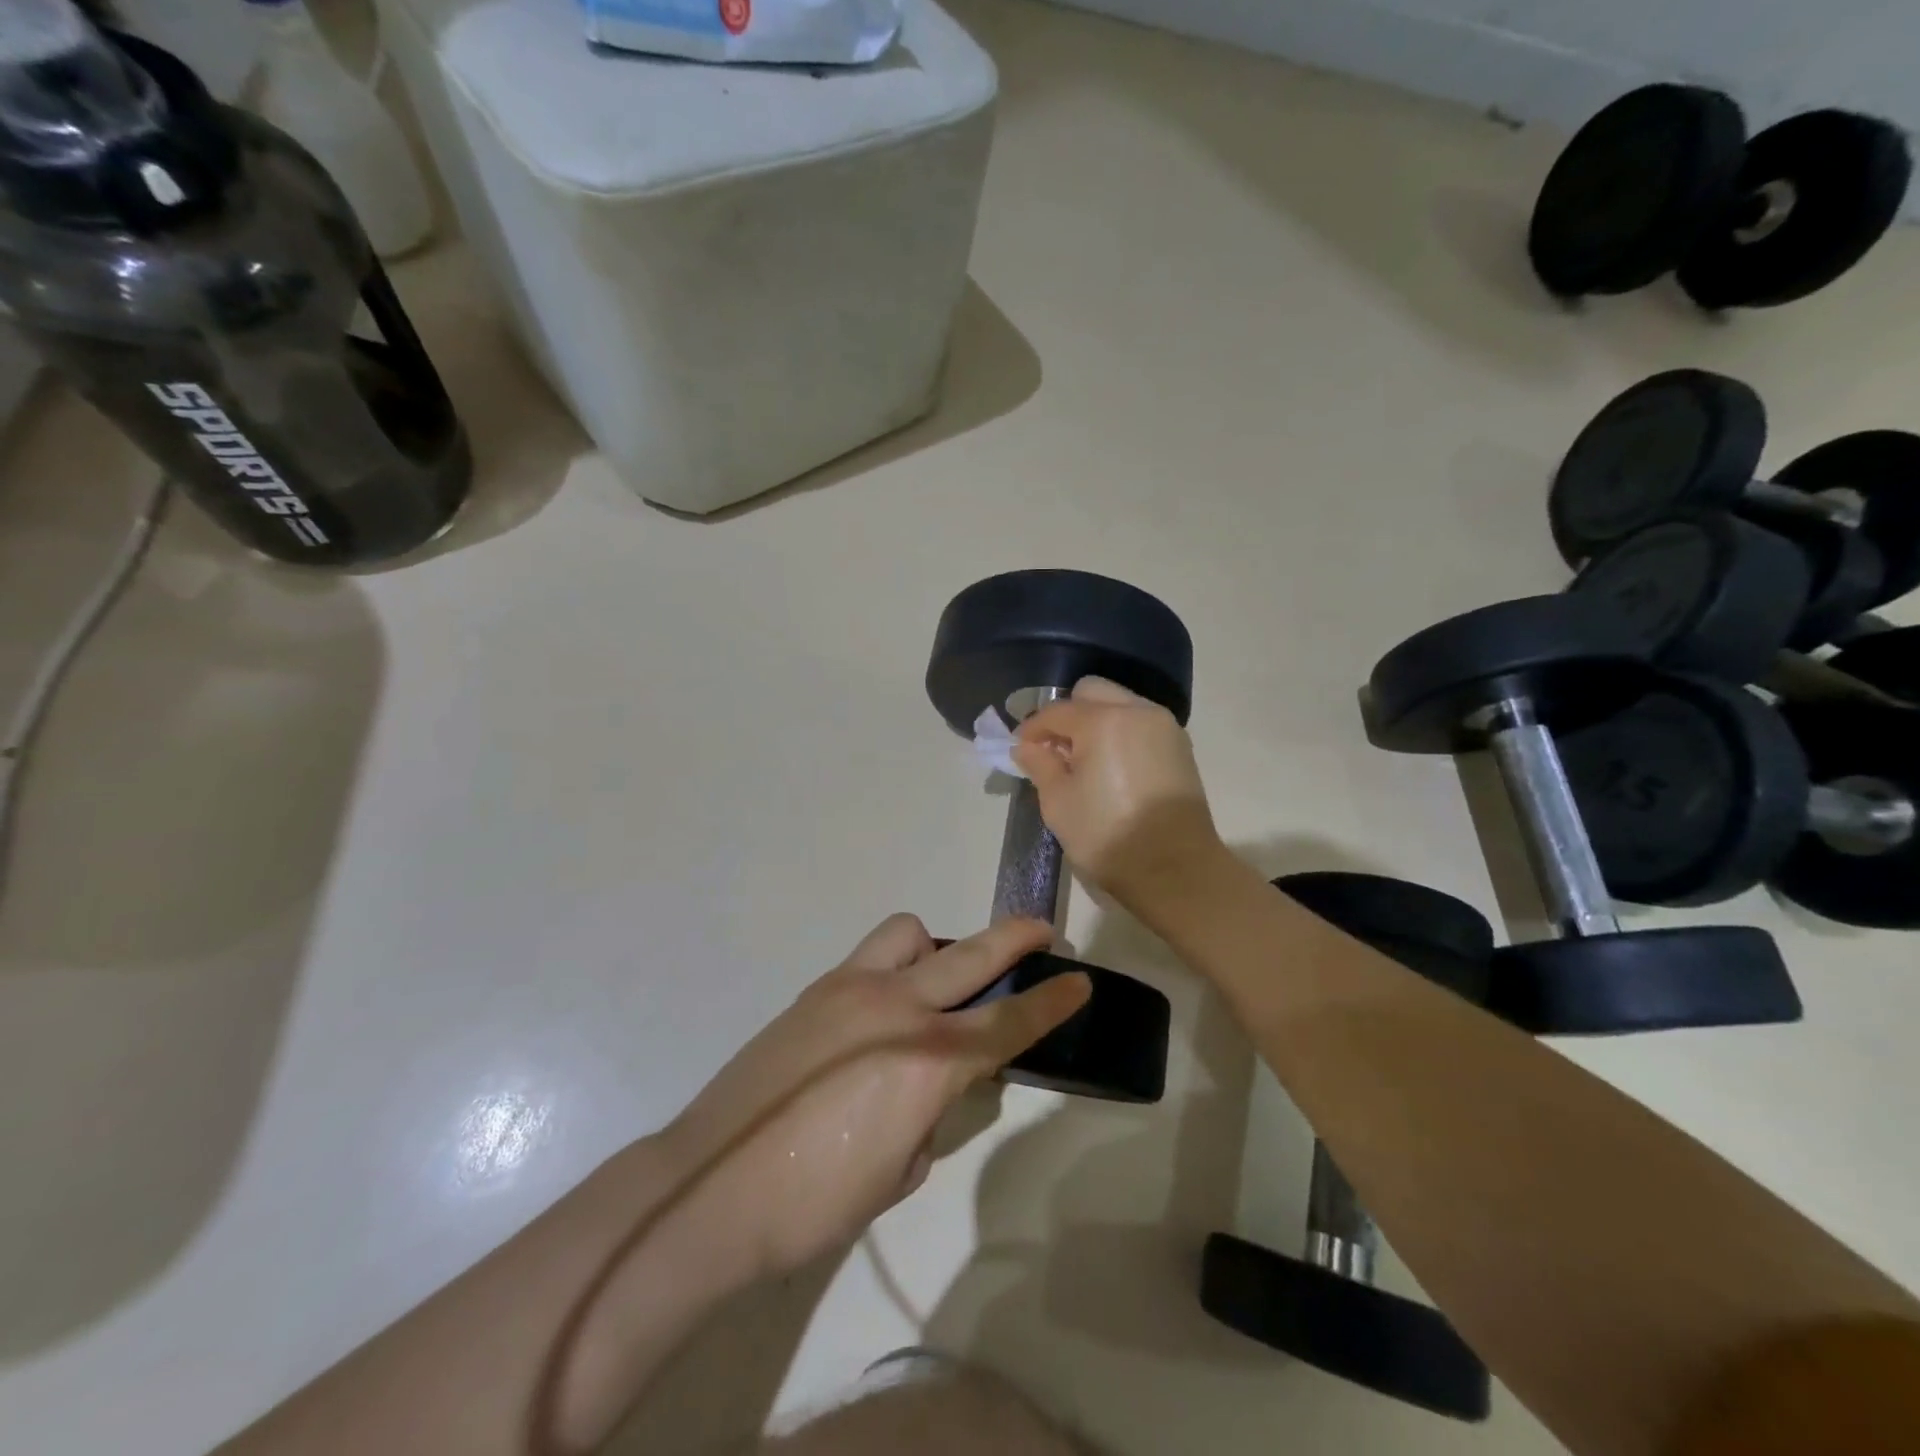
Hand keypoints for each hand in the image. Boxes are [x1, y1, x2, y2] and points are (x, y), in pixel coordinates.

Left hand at [659, 916, 1089, 1280]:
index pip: (1007, 1024)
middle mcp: (895, 1008)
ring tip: (937, 981)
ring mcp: (850, 989)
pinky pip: (871, 956)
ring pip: (911, 933)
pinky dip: (894, 965)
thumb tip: (933, 1090)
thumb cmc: (813, 1204)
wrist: (709, 1188)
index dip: (1051, 1001)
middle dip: (1014, 938)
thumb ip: (931, 1116)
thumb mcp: (898, 1173)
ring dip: (937, 946)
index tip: (1079, 979)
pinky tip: (881, 1009)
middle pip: (971, 956)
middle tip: (1042, 932)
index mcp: (925, 1063)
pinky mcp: (816, 990)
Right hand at [1012, 676, 1223, 904]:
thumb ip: (1040, 765)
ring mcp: (1163, 726)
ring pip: (1119, 704)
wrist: (1174, 869)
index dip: (1032, 728)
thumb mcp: (1059, 802)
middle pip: (1092, 692)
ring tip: (1082, 760)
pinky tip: (1109, 766)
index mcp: (1103, 721)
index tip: (1019, 749)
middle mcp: (1137, 711)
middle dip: (1068, 715)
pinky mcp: (1179, 746)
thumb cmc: (1107, 835)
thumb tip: (1027, 747)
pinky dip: (1119, 733)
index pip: (1056, 711)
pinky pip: (1140, 724)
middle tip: (1054, 749)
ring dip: (1095, 721)